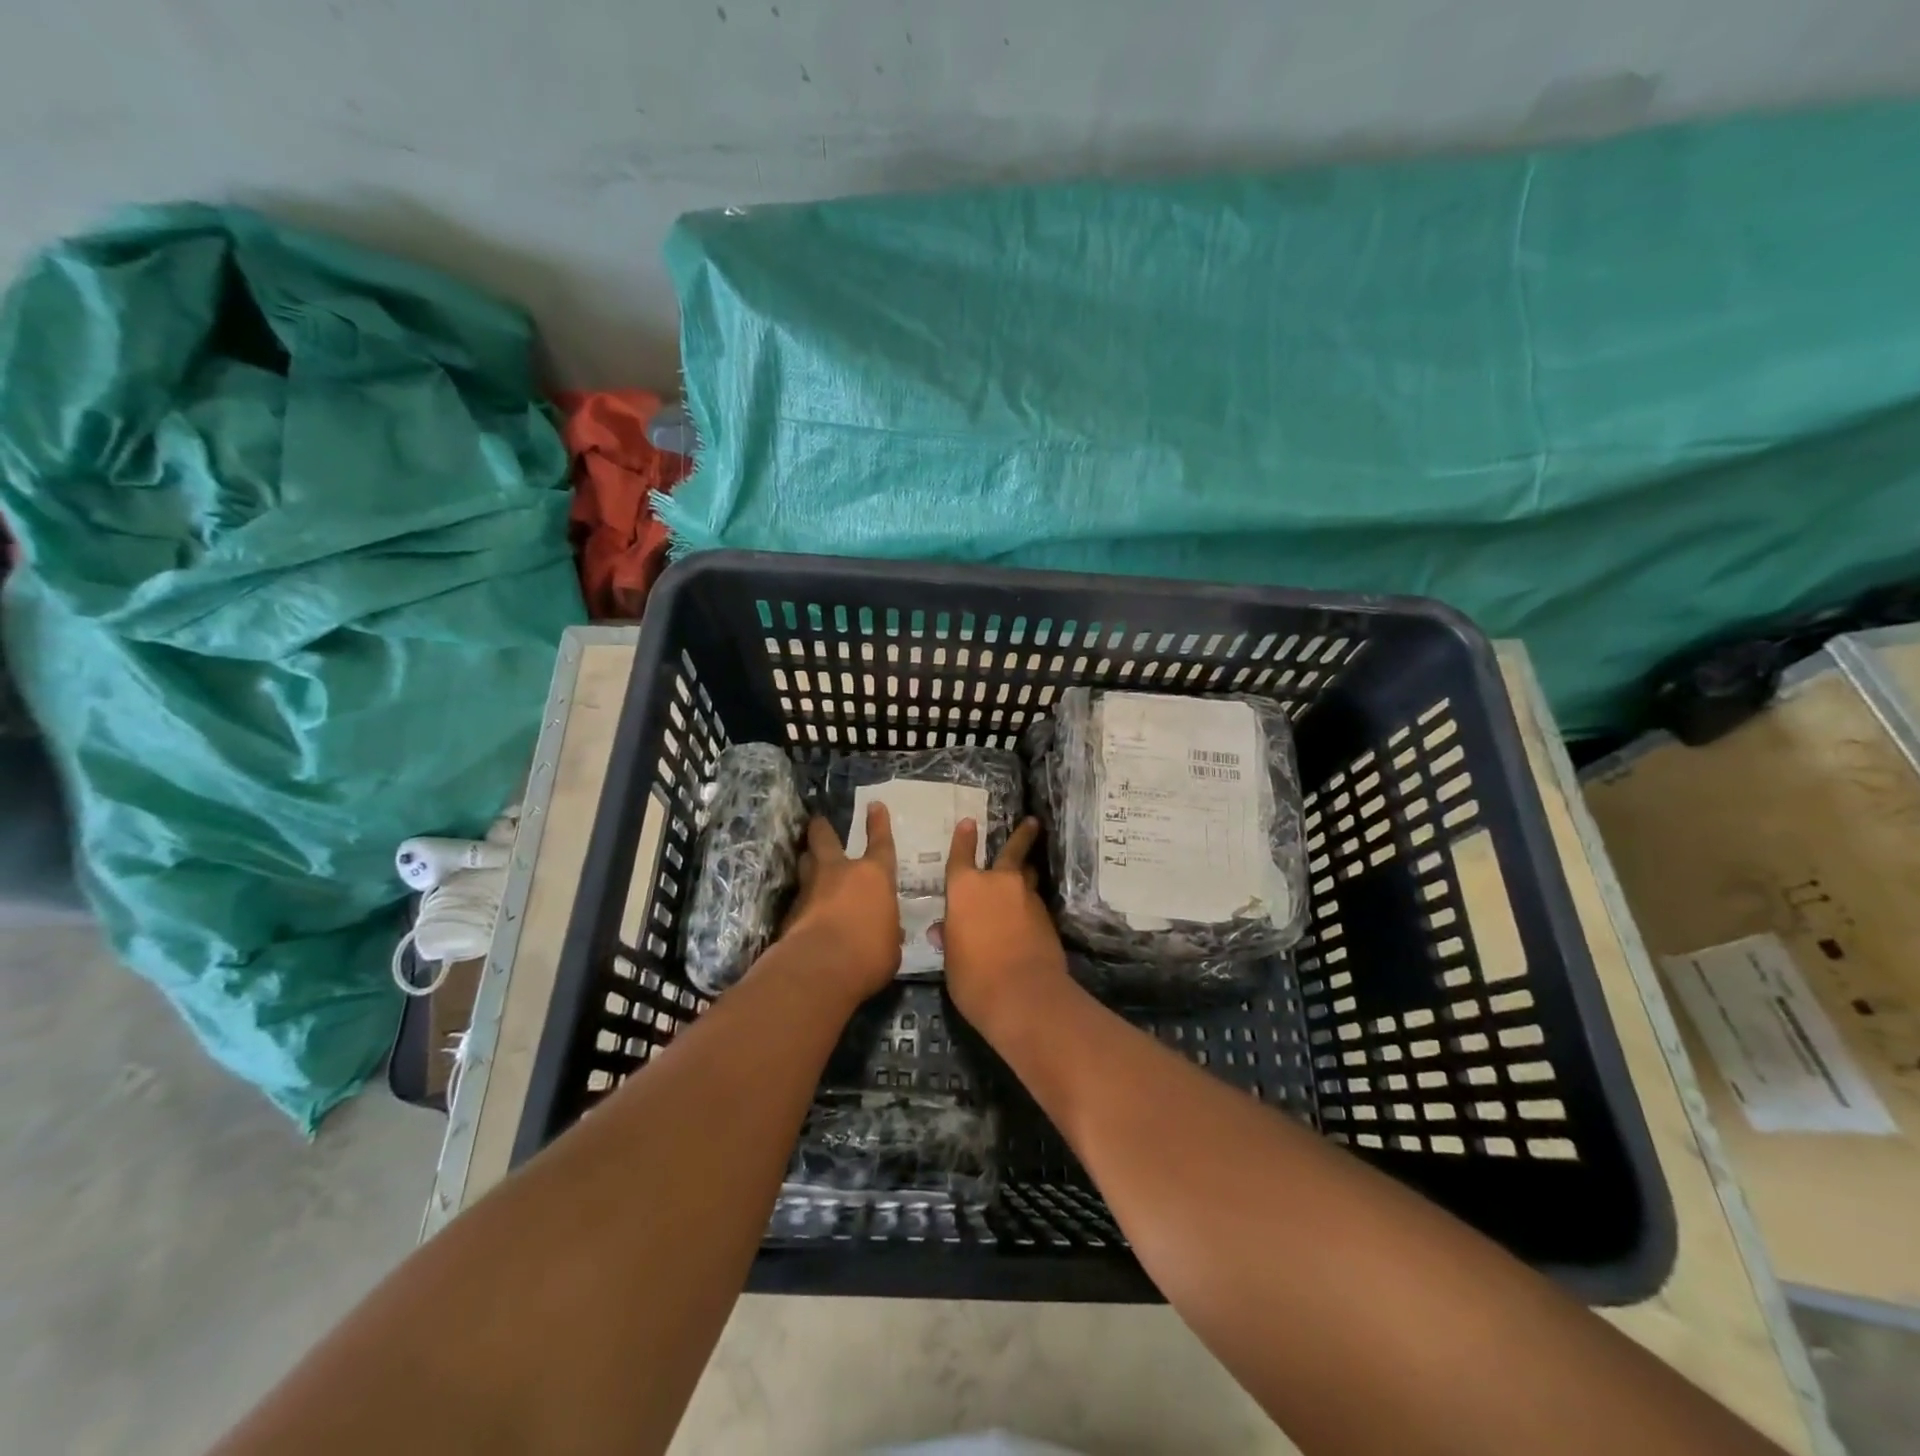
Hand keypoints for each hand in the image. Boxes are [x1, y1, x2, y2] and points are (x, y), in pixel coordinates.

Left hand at [772, 805, 901, 1003]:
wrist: (819, 969)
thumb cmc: (869, 954)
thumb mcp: (891, 945)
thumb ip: (887, 931)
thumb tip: (886, 931)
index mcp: (874, 876)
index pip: (880, 843)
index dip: (878, 824)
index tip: (874, 805)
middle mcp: (840, 873)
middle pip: (826, 840)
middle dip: (822, 828)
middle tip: (818, 820)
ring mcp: (811, 889)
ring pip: (805, 863)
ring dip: (807, 859)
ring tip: (807, 858)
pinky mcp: (790, 912)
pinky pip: (798, 897)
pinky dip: (802, 900)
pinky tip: (804, 910)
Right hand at [940, 815, 1070, 1033]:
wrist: (1024, 995)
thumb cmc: (973, 977)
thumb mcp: (951, 959)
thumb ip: (950, 937)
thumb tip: (945, 929)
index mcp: (965, 889)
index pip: (961, 856)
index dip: (963, 839)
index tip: (968, 822)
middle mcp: (998, 883)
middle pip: (1012, 851)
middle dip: (1022, 835)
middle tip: (1033, 822)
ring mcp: (1026, 898)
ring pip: (1027, 877)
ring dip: (1026, 874)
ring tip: (1027, 873)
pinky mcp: (1046, 917)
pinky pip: (1034, 902)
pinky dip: (1029, 905)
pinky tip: (1027, 917)